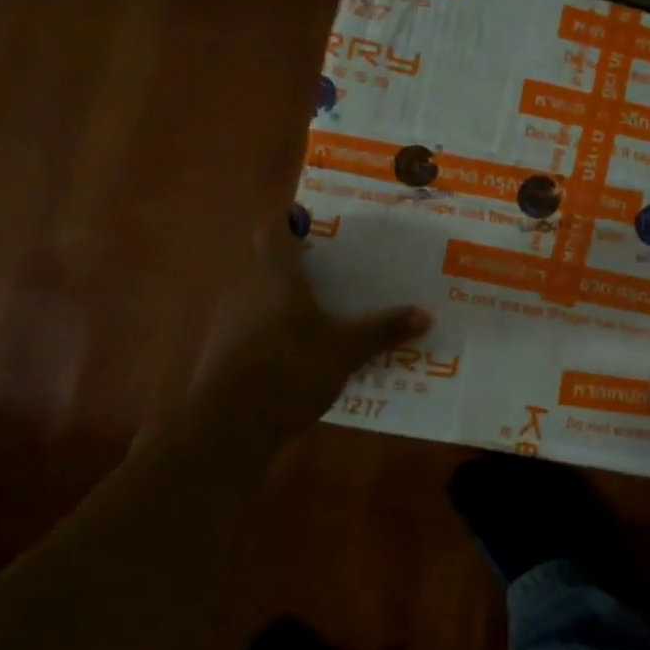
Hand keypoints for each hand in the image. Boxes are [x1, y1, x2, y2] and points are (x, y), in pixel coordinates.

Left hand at [185, 220, 431, 447]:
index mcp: (274, 274)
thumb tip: (425, 314)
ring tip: (326, 314)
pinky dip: (277, 332)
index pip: (275, 229)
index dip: (293, 222)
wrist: (226, 427)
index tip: (318, 225)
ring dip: (288, 302)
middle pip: (270, 263)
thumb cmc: (289, 369)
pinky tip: (302, 354)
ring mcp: (229, 321)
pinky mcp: (223, 352)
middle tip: (338, 273)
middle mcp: (246, 287)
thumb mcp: (346, 350)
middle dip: (301, 267)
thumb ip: (383, 330)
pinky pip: (255, 328)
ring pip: (262, 297)